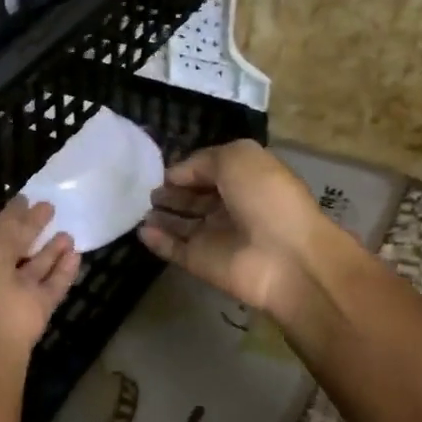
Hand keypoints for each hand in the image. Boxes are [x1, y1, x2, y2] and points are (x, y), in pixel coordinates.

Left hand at [0, 198, 80, 365]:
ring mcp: (14, 297)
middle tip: (51, 208)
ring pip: (35, 269)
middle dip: (31, 231)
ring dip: (51, 251)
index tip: (27, 198)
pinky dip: (64, 272)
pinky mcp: (37, 312)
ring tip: (68, 231)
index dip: (10, 217)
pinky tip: (77, 254)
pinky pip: (52, 287)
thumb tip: (24, 203)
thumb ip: (9, 224)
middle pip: (15, 251)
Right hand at [138, 140, 331, 316]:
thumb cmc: (266, 197)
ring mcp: (214, 237)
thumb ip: (201, 161)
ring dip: (160, 215)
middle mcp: (230, 207)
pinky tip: (141, 230)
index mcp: (244, 180)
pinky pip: (174, 249)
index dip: (185, 169)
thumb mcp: (237, 158)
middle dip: (169, 192)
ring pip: (181, 223)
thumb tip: (174, 175)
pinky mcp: (201, 263)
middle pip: (192, 198)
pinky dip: (157, 241)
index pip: (207, 171)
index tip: (158, 168)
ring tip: (136, 207)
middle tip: (143, 189)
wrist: (285, 257)